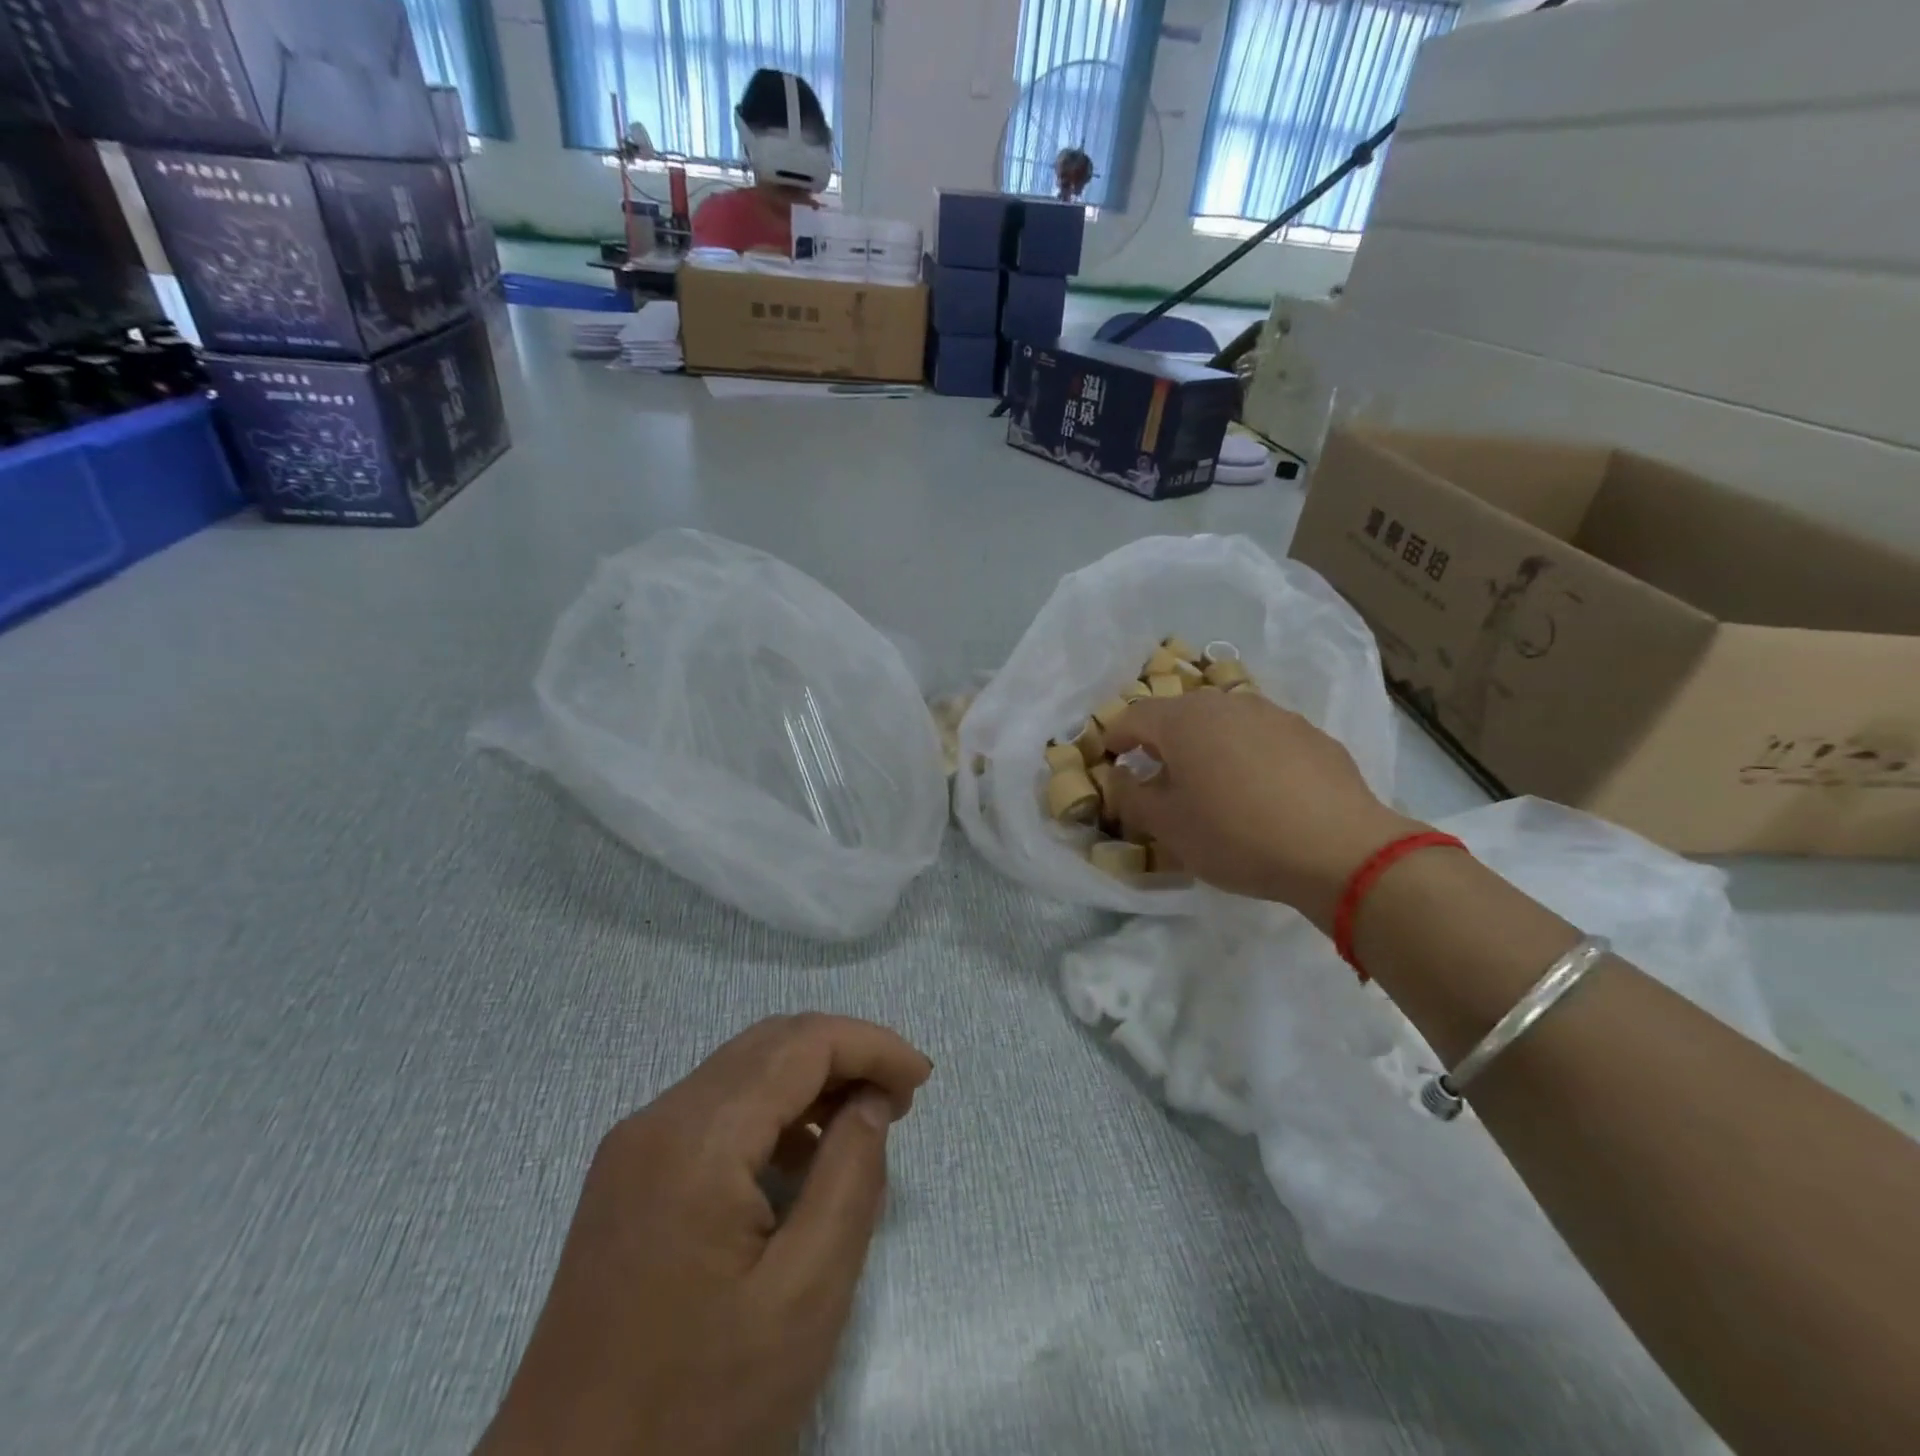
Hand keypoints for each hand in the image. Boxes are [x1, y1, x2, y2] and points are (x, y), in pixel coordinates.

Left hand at [476, 1014, 932, 1455]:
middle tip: (901, 1097)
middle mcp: (658, 1119)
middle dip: (845, 1054)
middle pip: (770, 1044)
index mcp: (697, 1138)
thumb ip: (850, 1178)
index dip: (871, 1045)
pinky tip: (802, 1158)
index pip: (801, 1044)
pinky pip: (714, 1112)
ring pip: (742, 1071)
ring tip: (865, 1122)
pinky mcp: (628, 1178)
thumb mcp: (803, 1299)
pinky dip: (771, 1113)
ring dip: (809, 1079)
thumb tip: (870, 1100)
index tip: (923, 1079)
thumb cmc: (696, 1413)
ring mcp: (635, 1147)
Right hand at [1106, 692, 1422, 928]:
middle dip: (1162, 739)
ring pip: (1224, 722)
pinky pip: (1262, 737)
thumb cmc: (1235, 835)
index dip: (1114, 738)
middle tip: (1158, 773)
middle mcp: (1226, 704)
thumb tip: (1119, 776)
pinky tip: (1261, 790)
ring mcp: (1273, 714)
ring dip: (1207, 744)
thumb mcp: (1167, 826)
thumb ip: (1131, 796)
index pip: (1132, 717)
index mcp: (1183, 721)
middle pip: (1180, 714)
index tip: (1109, 760)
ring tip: (1211, 781)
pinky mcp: (1310, 734)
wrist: (1338, 849)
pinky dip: (1248, 754)